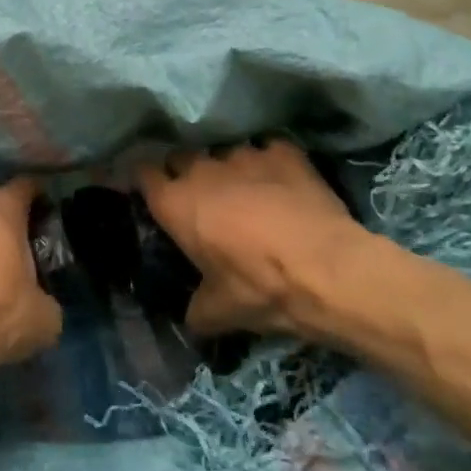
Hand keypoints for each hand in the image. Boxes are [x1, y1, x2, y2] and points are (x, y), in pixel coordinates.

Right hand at [139, 141, 376, 337]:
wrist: (328, 270)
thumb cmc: (261, 288)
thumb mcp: (219, 312)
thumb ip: (196, 310)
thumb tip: (192, 321)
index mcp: (176, 203)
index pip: (143, 172)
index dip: (145, 179)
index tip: (152, 190)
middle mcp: (202, 170)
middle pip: (181, 156)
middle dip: (185, 171)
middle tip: (200, 196)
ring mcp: (244, 154)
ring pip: (225, 152)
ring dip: (230, 169)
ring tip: (247, 189)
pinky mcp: (283, 151)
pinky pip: (268, 149)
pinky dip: (271, 163)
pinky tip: (283, 181)